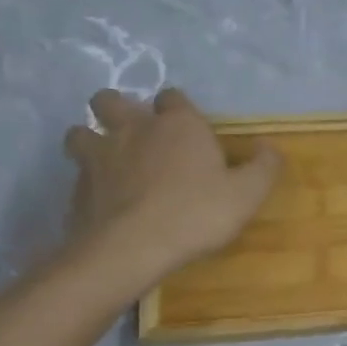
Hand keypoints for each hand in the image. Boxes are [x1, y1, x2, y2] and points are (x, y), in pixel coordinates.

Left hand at [63, 89, 282, 276]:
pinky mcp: (76, 189)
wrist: (131, 249)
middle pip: (110, 100)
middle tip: (133, 132)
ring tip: (105, 160)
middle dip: (117, 108)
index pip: (172, 96)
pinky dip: (86, 183)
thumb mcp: (246, 194)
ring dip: (90, 139)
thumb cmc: (196, 214)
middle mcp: (133, 130)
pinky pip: (76, 175)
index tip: (185, 125)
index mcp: (177, 125)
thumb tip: (270, 148)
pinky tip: (99, 201)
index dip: (176, 107)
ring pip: (79, 132)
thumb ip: (263, 167)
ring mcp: (98, 157)